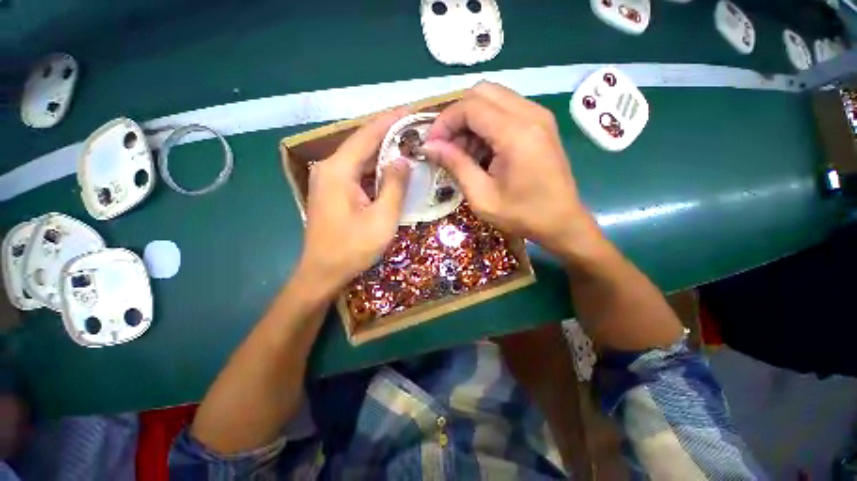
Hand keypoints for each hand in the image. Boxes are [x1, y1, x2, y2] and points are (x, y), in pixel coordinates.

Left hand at [297, 109, 410, 292]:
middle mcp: (329, 168)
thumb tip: (403, 159)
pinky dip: (375, 169)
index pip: (367, 134)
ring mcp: (328, 179)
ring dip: (383, 152)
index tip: (411, 110)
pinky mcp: (332, 191)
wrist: (322, 272)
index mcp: (339, 170)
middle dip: (389, 134)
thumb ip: (394, 186)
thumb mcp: (382, 218)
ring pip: (360, 158)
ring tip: (408, 145)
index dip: (391, 120)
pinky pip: (357, 172)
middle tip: (415, 129)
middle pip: (362, 143)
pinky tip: (391, 169)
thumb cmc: (353, 248)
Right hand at [422, 82, 604, 258]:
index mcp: (516, 133)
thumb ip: (455, 165)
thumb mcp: (481, 196)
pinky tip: (482, 152)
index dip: (444, 122)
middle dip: (457, 116)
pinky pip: (506, 111)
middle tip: (446, 146)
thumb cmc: (522, 215)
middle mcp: (530, 114)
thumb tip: (429, 146)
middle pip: (481, 92)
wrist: (562, 222)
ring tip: (463, 153)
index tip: (431, 145)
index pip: (470, 106)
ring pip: (493, 99)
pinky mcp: (540, 124)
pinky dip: (486, 125)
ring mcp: (539, 116)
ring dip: (471, 121)